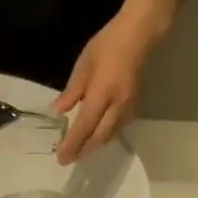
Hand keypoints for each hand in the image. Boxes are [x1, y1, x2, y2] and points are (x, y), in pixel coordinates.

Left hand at [53, 7, 164, 162]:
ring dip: (93, 147)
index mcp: (102, 93)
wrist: (139, 37)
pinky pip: (117, 130)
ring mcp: (128, 109)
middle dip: (82, 151)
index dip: (72, 144)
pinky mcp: (134, 108)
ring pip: (109, 137)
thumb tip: (57, 112)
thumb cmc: (107, 45)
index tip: (61, 157)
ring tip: (79, 151)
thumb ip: (71, 92)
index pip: (84, 126)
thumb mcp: (84, 65)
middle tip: (67, 160)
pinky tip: (95, 137)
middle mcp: (117, 106)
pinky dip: (104, 138)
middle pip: (98, 138)